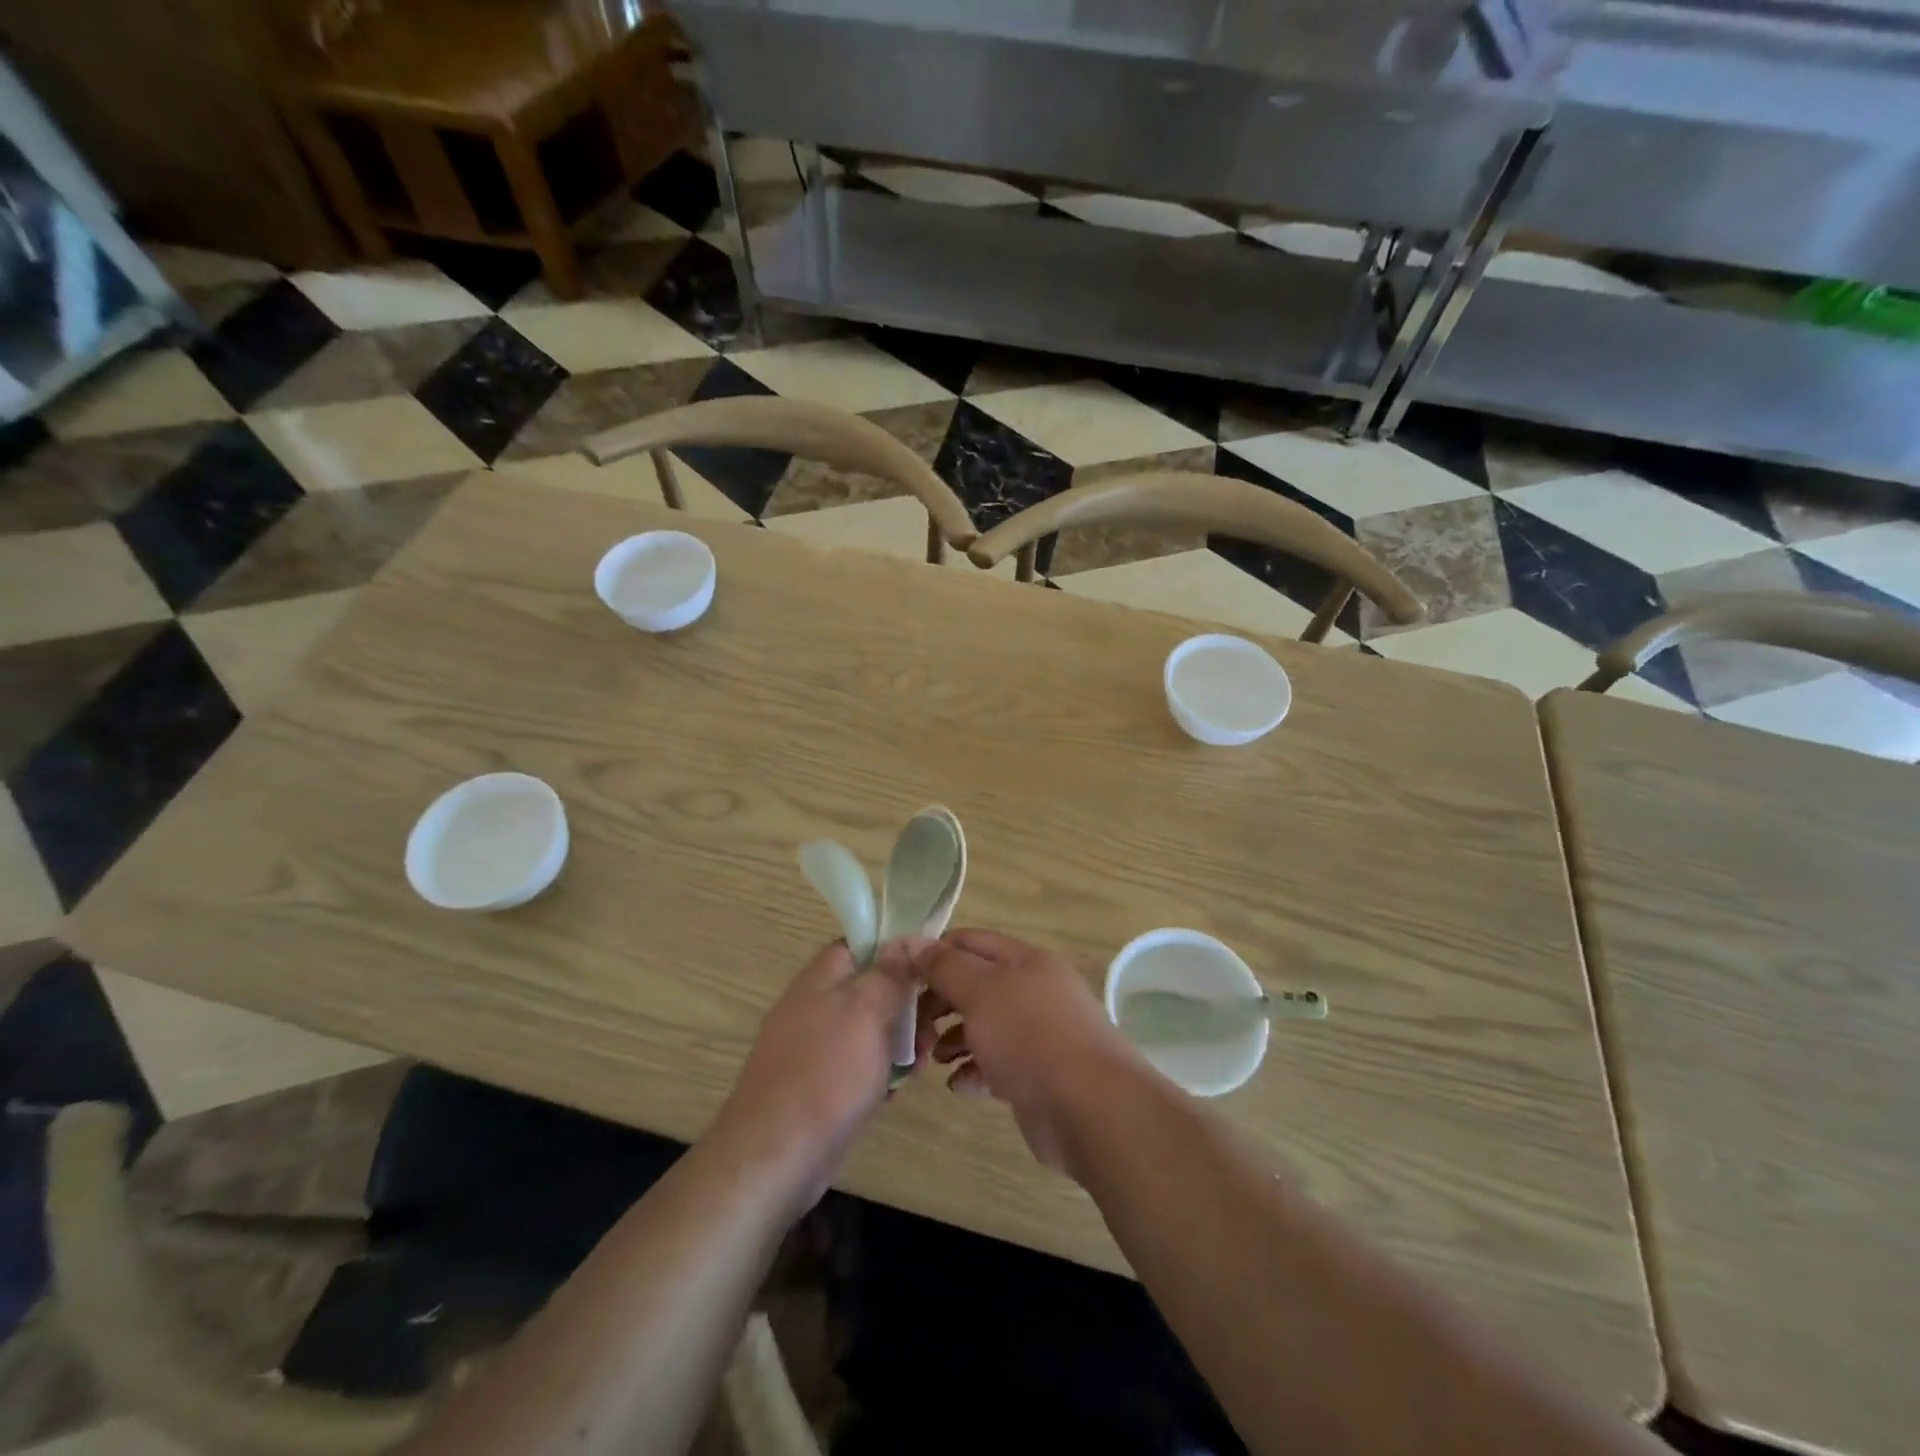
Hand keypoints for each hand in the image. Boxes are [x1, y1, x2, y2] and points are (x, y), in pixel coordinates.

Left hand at [712, 940, 913, 1211]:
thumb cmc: (827, 1072)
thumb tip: (903, 940)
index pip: (860, 943)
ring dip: (899, 1041)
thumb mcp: (866, 1010)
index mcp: (821, 978)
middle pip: (869, 988)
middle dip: (905, 1003)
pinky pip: (858, 1066)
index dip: (895, 949)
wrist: (775, 1156)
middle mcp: (815, 1006)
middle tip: (934, 1025)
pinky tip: (898, 1090)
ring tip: (924, 1061)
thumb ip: (888, 973)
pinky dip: (880, 1073)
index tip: (929, 966)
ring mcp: (815, 1048)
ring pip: (868, 1030)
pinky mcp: (819, 1087)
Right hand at [882, 929, 1145, 1174]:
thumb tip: (911, 941)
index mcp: (1025, 960)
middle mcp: (1034, 991)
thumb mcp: (981, 991)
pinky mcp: (1038, 1075)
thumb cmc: (1030, 1036)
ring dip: (953, 1039)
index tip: (901, 977)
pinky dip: (974, 1071)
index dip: (934, 953)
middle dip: (940, 1002)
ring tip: (933, 1059)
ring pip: (984, 1026)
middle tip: (912, 1026)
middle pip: (976, 985)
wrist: (1090, 1108)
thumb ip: (944, 966)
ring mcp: (1039, 1034)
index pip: (970, 942)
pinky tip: (959, 1085)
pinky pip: (997, 1064)